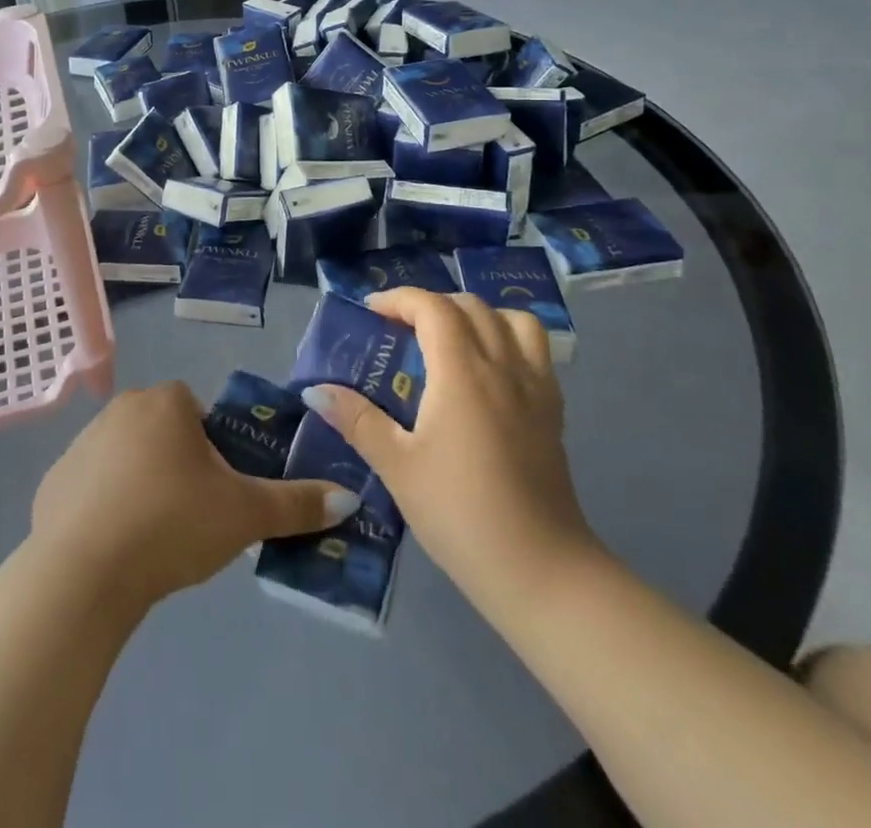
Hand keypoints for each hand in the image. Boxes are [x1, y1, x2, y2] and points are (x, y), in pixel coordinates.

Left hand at [30, 382, 360, 613]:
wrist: (84, 572)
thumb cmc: (172, 524)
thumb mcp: (243, 515)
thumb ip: (295, 504)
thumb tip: (348, 498)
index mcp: (164, 403)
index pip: (197, 412)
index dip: (213, 449)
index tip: (217, 491)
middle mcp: (120, 409)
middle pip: (162, 432)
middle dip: (178, 467)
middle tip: (192, 518)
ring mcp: (80, 443)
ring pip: (126, 459)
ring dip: (141, 486)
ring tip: (153, 540)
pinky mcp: (52, 482)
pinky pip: (91, 488)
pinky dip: (104, 510)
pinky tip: (114, 549)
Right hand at [301, 289, 601, 617]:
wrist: (541, 571)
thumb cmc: (460, 513)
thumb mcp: (397, 467)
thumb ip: (357, 420)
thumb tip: (317, 390)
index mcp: (462, 372)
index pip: (433, 307)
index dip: (399, 299)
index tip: (371, 314)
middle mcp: (503, 366)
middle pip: (470, 306)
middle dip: (431, 305)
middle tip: (401, 331)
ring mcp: (535, 387)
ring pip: (511, 320)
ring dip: (477, 316)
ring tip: (451, 341)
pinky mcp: (553, 412)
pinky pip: (535, 351)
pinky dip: (508, 339)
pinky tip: (489, 374)